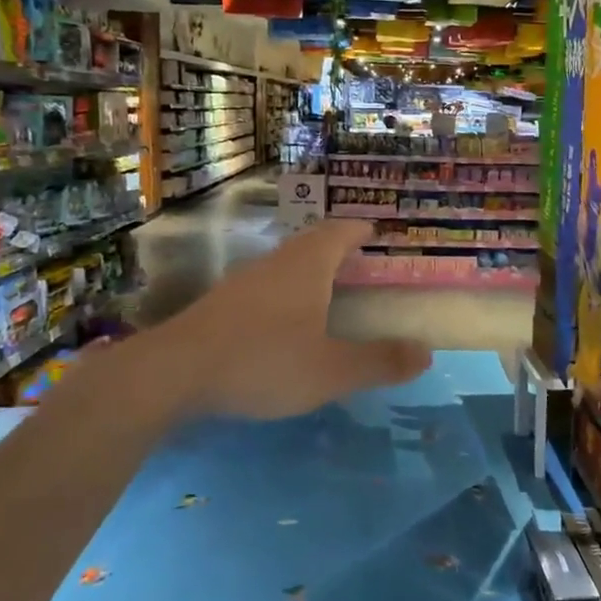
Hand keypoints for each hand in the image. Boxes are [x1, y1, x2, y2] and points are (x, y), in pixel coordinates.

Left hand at [148, 219, 430, 418]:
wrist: (174, 372)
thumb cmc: (263, 362)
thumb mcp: (331, 370)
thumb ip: (379, 361)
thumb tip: (426, 352)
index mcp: (308, 266)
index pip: (340, 232)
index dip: (361, 229)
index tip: (377, 231)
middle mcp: (277, 263)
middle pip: (313, 242)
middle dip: (339, 247)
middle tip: (362, 262)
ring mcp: (245, 281)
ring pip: (286, 263)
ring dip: (311, 269)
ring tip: (330, 290)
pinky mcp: (222, 303)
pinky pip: (267, 284)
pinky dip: (287, 291)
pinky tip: (287, 320)